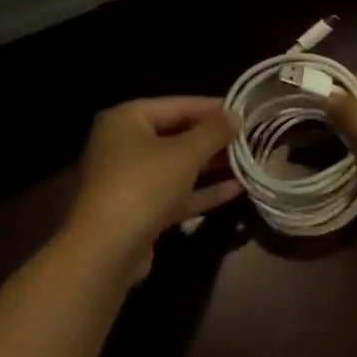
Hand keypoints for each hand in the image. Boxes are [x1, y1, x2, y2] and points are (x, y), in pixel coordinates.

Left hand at [64, 97, 241, 278]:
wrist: (106, 252)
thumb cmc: (144, 186)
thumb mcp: (185, 153)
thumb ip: (213, 132)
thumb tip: (235, 116)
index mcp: (127, 119)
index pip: (177, 105)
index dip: (212, 108)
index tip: (245, 112)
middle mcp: (123, 144)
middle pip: (176, 135)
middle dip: (213, 139)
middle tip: (249, 139)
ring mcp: (128, 180)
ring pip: (176, 166)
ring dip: (210, 166)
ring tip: (247, 162)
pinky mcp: (138, 211)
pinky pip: (174, 193)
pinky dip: (201, 191)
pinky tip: (235, 190)